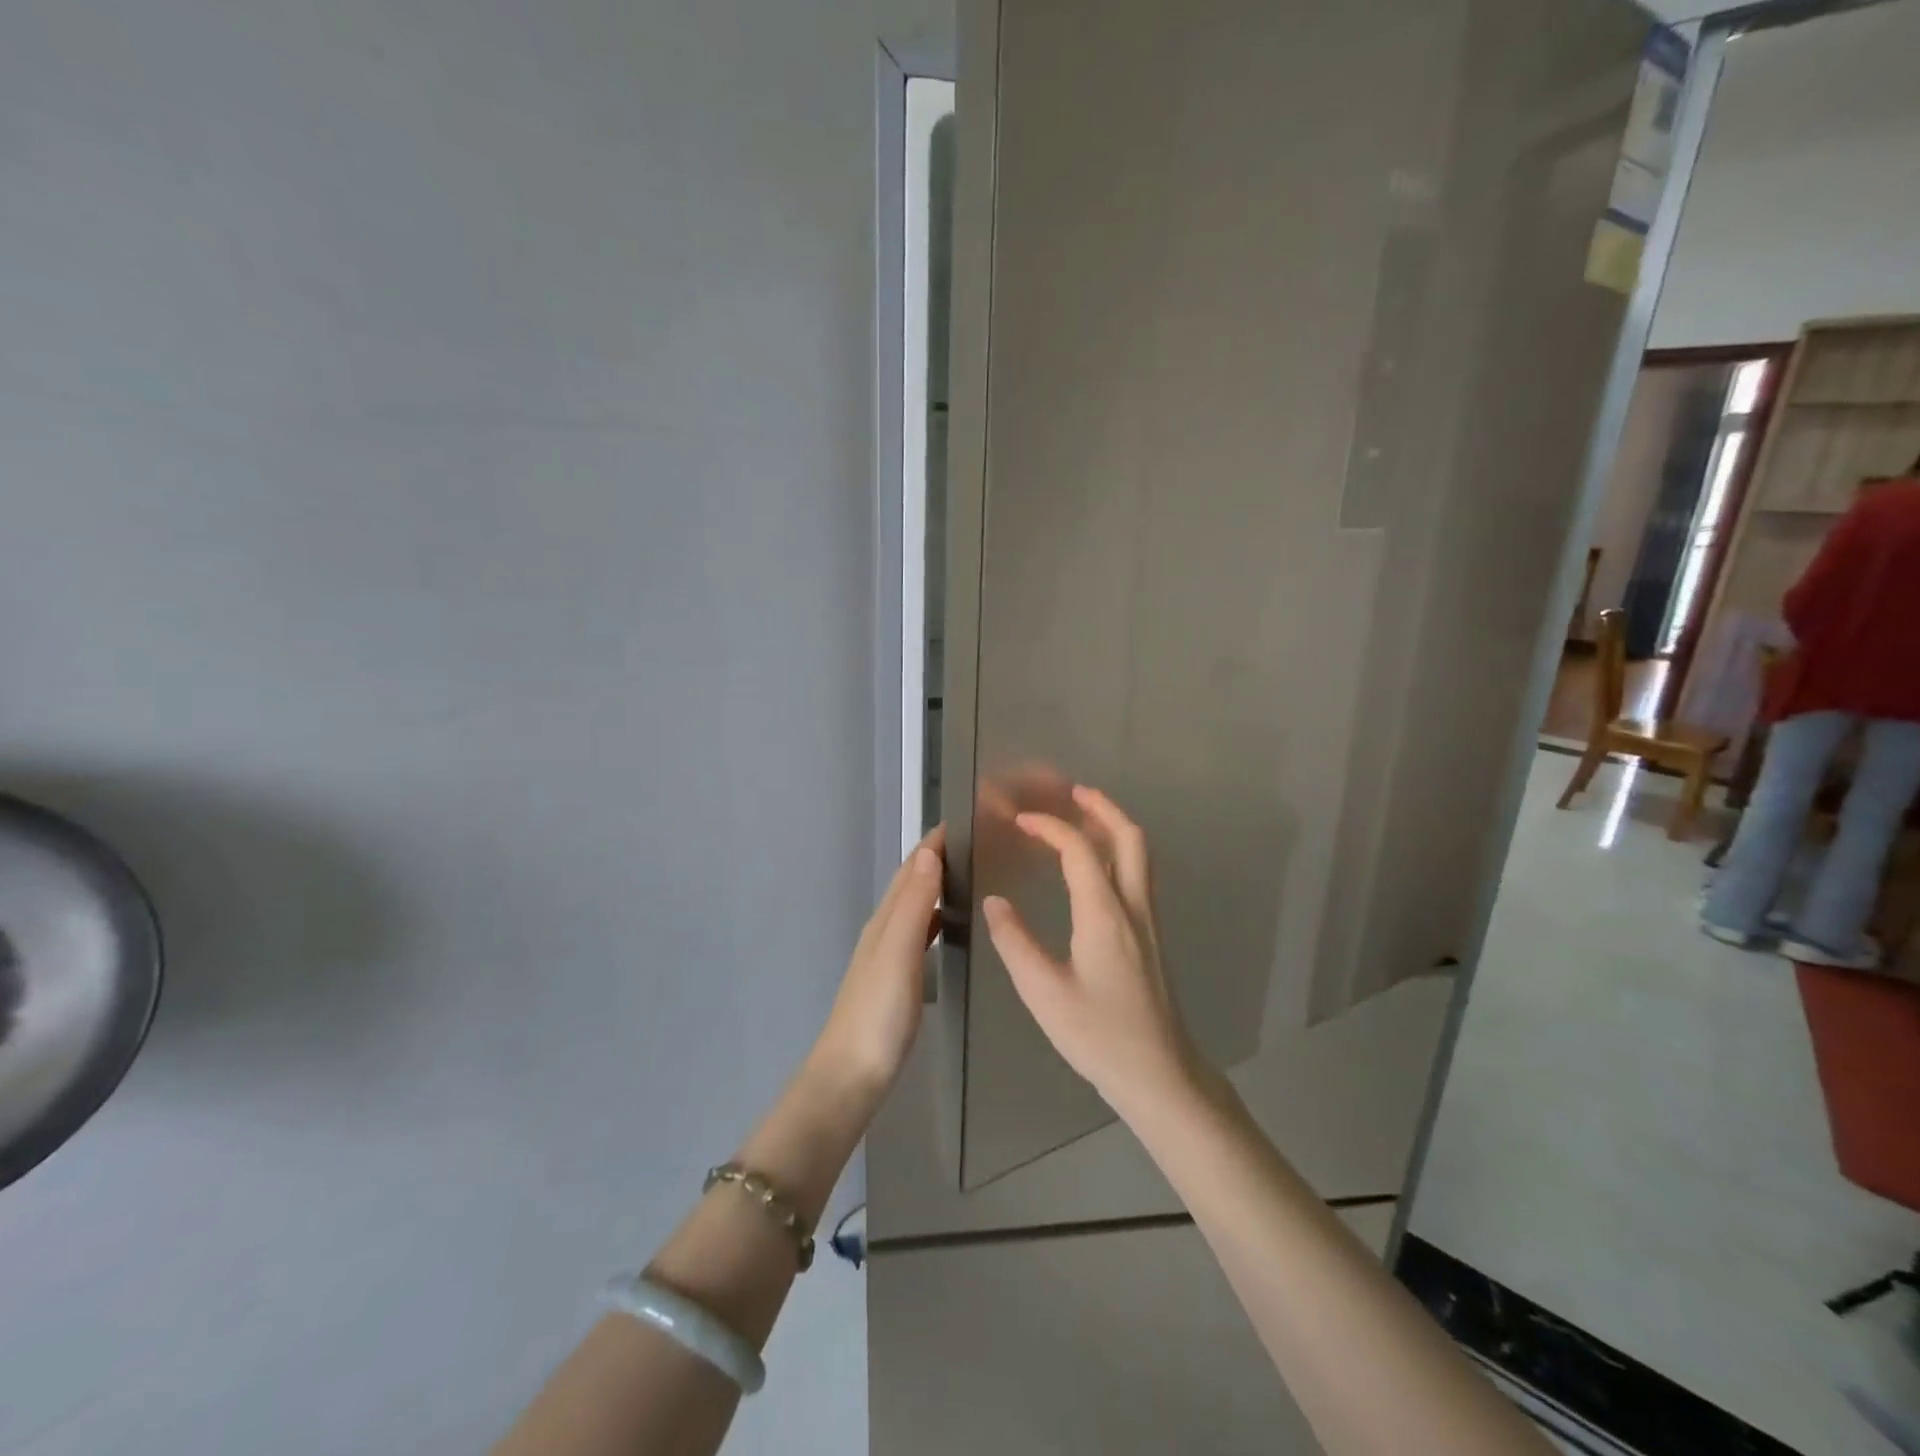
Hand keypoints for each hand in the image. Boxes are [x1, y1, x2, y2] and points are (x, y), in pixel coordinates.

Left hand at [810, 827, 943, 1095]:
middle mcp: (883, 931)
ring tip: (969, 874)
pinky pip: (919, 934)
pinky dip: (934, 918)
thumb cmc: (877, 1013)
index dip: (932, 843)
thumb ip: (912, 905)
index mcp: (884, 921)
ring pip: (914, 908)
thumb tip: (927, 853)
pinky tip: (949, 926)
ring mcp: (888, 957)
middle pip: (910, 884)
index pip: (909, 869)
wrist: (850, 1076)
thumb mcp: (898, 954)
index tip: (962, 819)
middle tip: (975, 841)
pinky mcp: (896, 981)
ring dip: (936, 886)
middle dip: (936, 858)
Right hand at [981, 787, 1198, 1115]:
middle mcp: (1133, 907)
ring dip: (1113, 826)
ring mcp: (1149, 921)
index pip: (1079, 850)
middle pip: (1129, 837)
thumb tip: (995, 903)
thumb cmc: (1100, 1036)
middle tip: (1071, 792)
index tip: (1020, 820)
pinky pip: (1138, 876)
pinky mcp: (1151, 937)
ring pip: (1140, 855)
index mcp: (1104, 915)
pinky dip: (1118, 853)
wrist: (1161, 1075)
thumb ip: (1016, 943)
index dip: (1050, 826)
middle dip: (1101, 807)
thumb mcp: (1044, 993)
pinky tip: (1095, 868)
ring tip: (1081, 818)